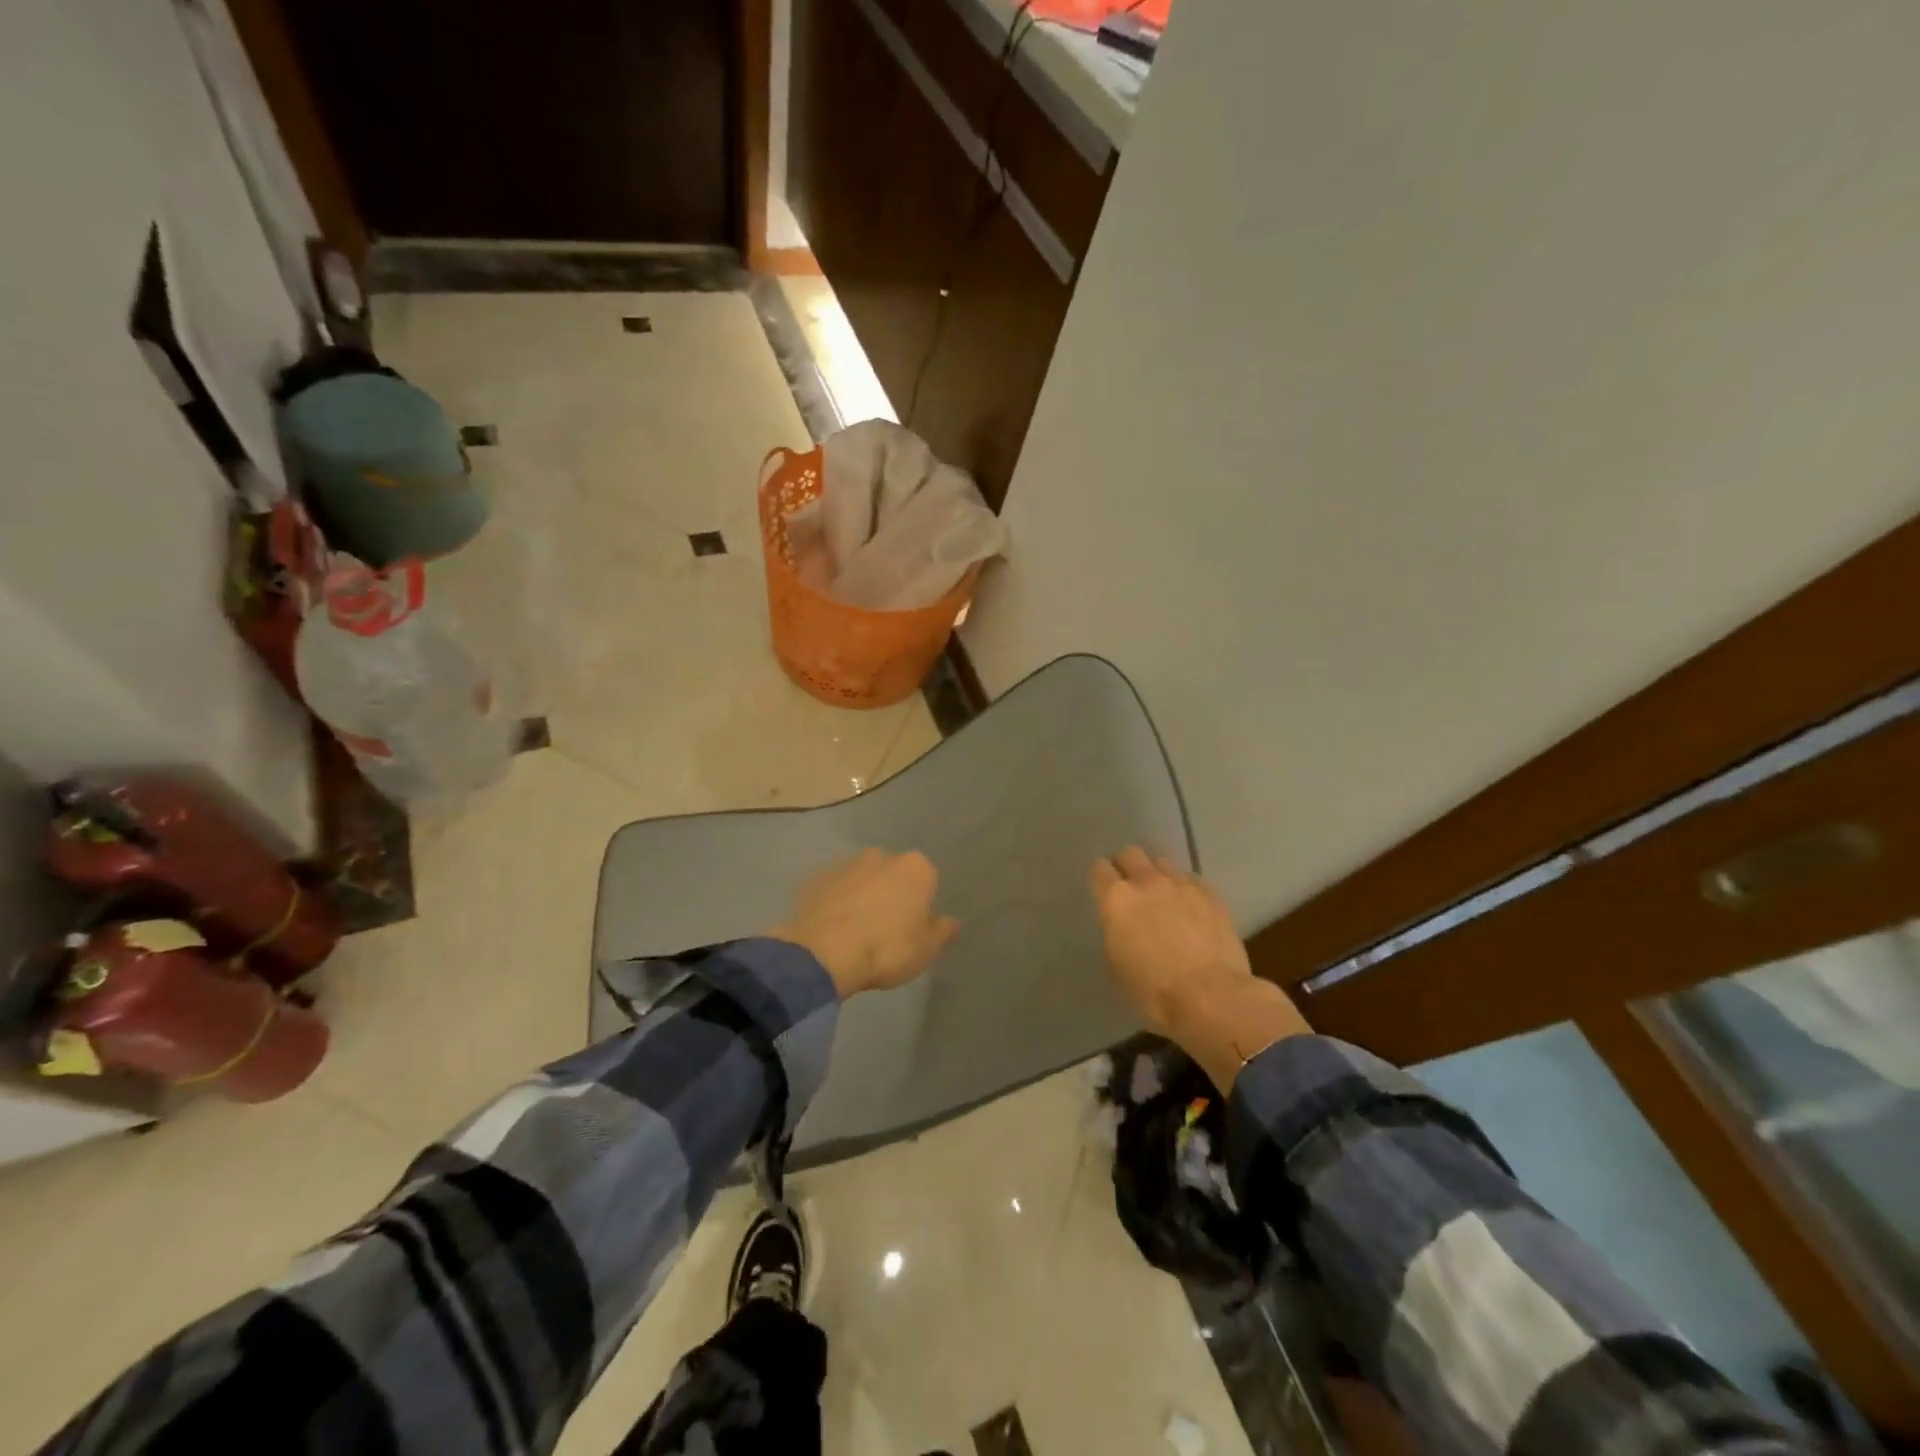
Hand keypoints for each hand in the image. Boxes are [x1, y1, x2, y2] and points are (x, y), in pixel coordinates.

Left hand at [772, 849, 959, 998]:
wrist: (824, 952)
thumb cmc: (887, 949)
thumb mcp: (926, 949)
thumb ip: (943, 931)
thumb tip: (953, 921)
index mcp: (916, 868)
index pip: (927, 881)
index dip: (921, 906)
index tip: (913, 929)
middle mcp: (882, 856)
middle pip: (893, 875)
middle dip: (891, 894)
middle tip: (885, 930)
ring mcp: (846, 864)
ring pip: (862, 879)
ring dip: (861, 896)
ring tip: (854, 932)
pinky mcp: (816, 877)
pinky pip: (834, 890)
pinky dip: (835, 903)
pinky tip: (831, 929)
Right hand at [1090, 847, 1251, 1033]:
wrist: (1210, 996)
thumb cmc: (1153, 991)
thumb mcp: (1116, 966)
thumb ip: (1115, 933)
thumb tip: (1123, 926)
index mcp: (1116, 899)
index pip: (1100, 869)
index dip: (1101, 879)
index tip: (1104, 891)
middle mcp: (1147, 882)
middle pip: (1131, 854)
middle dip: (1128, 866)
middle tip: (1132, 888)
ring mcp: (1182, 884)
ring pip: (1163, 863)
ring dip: (1159, 876)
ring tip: (1165, 898)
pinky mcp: (1211, 895)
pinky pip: (1192, 881)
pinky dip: (1187, 890)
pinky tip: (1192, 909)